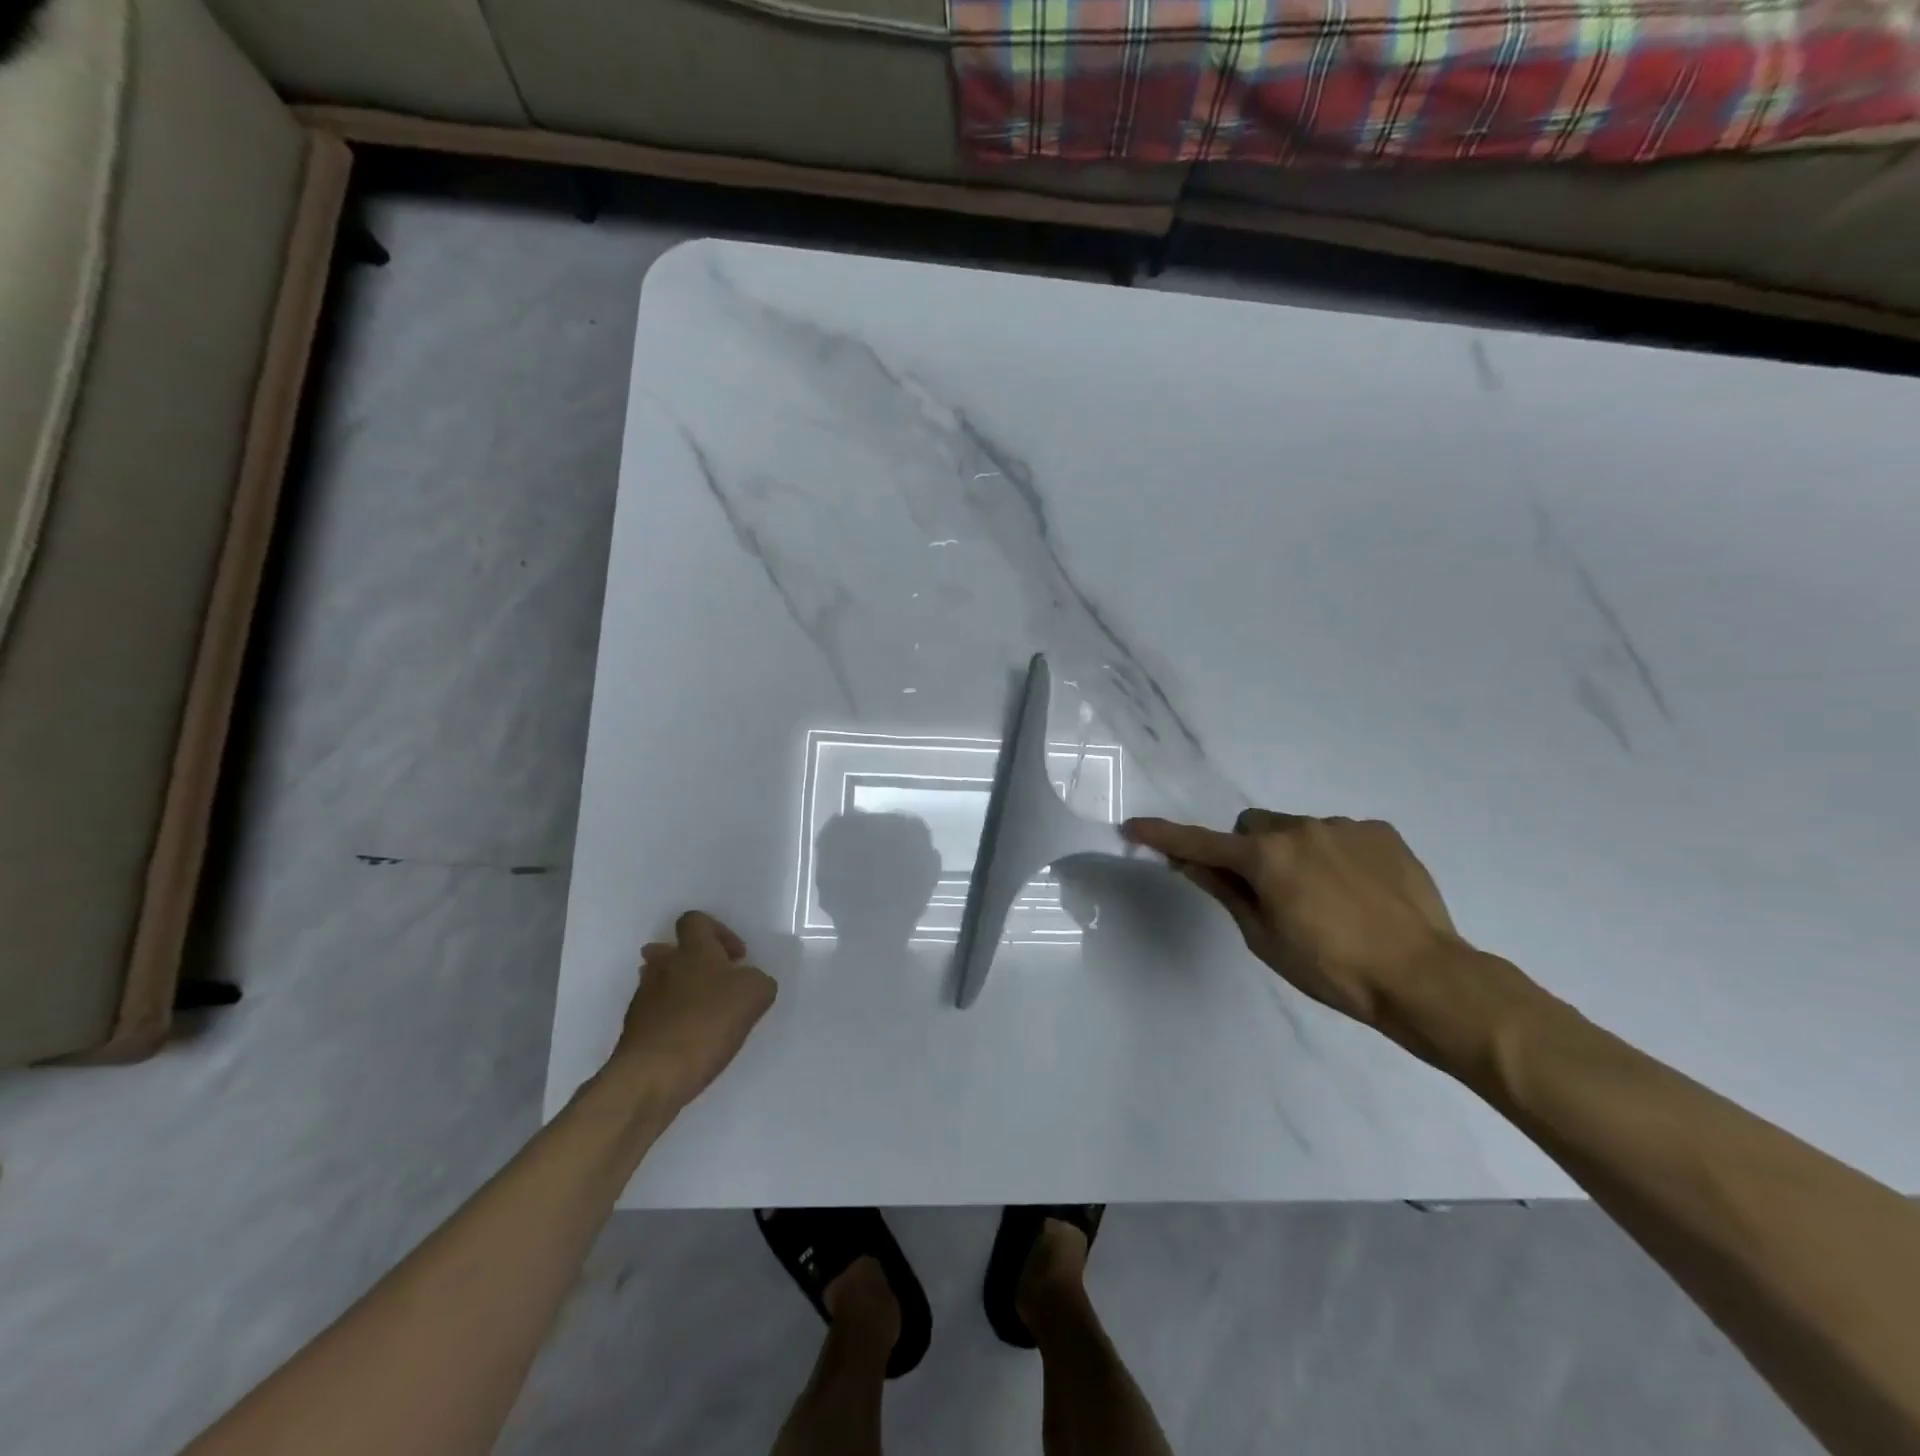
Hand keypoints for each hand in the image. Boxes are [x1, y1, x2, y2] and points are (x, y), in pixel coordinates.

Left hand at [612, 911, 775, 1109]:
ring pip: (661, 982)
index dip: (718, 932)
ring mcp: (643, 998)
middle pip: (671, 950)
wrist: (653, 1074)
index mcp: (693, 950)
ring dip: (682, 991)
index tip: (737, 958)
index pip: (695, 920)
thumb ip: (758, 980)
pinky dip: (672, 1020)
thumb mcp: (756, 994)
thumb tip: (748, 982)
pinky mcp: (633, 1030)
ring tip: (706, 1015)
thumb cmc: (708, 1022)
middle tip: (718, 984)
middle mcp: (663, 966)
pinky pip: (656, 1014)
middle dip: (695, 963)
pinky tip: (691, 1041)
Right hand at [1122, 810, 1464, 1024]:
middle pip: (1253, 828)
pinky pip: (1339, 834)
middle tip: (1269, 892)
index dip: (1164, 837)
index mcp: (1267, 858)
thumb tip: (1188, 863)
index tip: (1134, 827)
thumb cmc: (1333, 970)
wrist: (1425, 977)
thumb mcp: (1265, 939)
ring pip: (1297, 829)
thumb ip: (1225, 892)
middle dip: (1249, 852)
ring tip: (1327, 899)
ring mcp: (1343, 826)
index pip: (1201, 844)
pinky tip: (1359, 892)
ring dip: (1294, 853)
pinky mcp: (1380, 832)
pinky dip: (1335, 855)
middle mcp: (1300, 829)